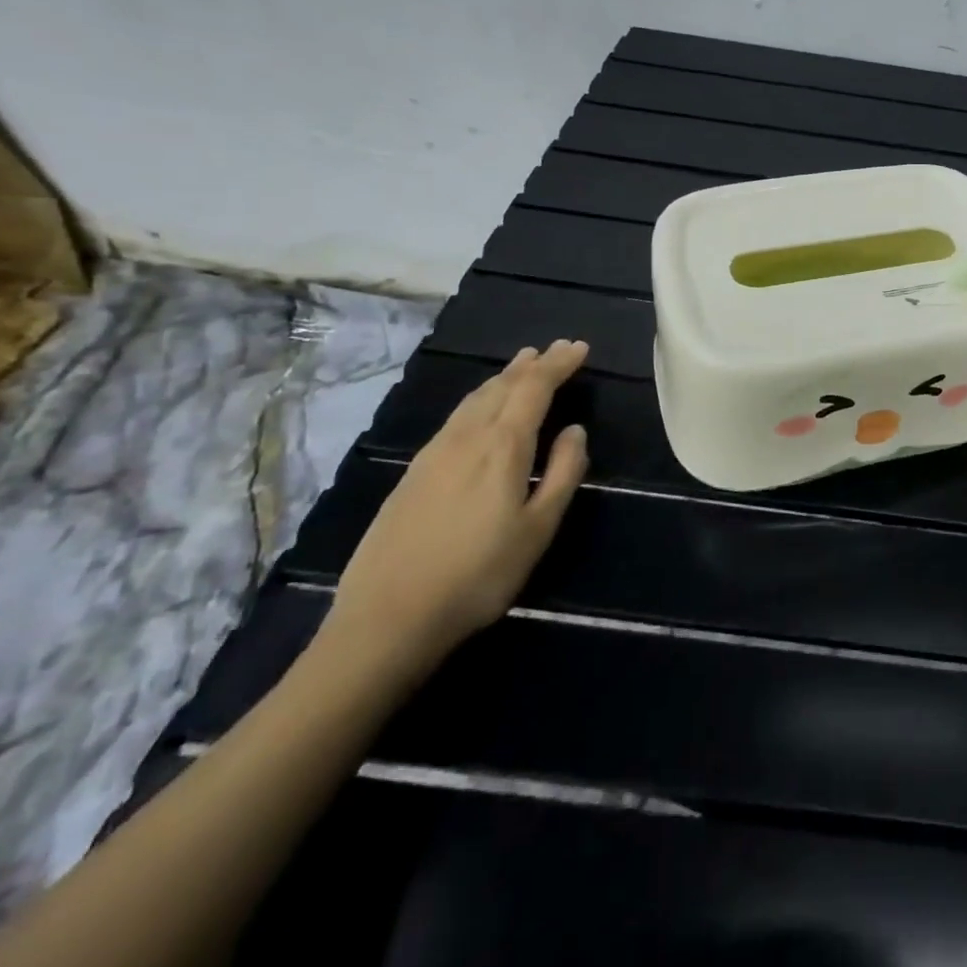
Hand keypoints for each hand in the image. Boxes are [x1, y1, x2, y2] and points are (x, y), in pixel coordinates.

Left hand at [323, 340, 589, 672]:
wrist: (386, 619)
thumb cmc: (479, 575)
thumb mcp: (539, 528)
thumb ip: (563, 473)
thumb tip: (576, 430)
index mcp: (502, 446)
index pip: (535, 388)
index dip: (558, 364)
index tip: (579, 347)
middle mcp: (467, 438)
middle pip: (503, 386)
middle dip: (533, 364)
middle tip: (557, 349)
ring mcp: (433, 453)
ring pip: (474, 399)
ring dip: (504, 377)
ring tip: (522, 364)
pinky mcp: (412, 472)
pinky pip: (456, 417)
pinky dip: (479, 399)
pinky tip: (480, 408)